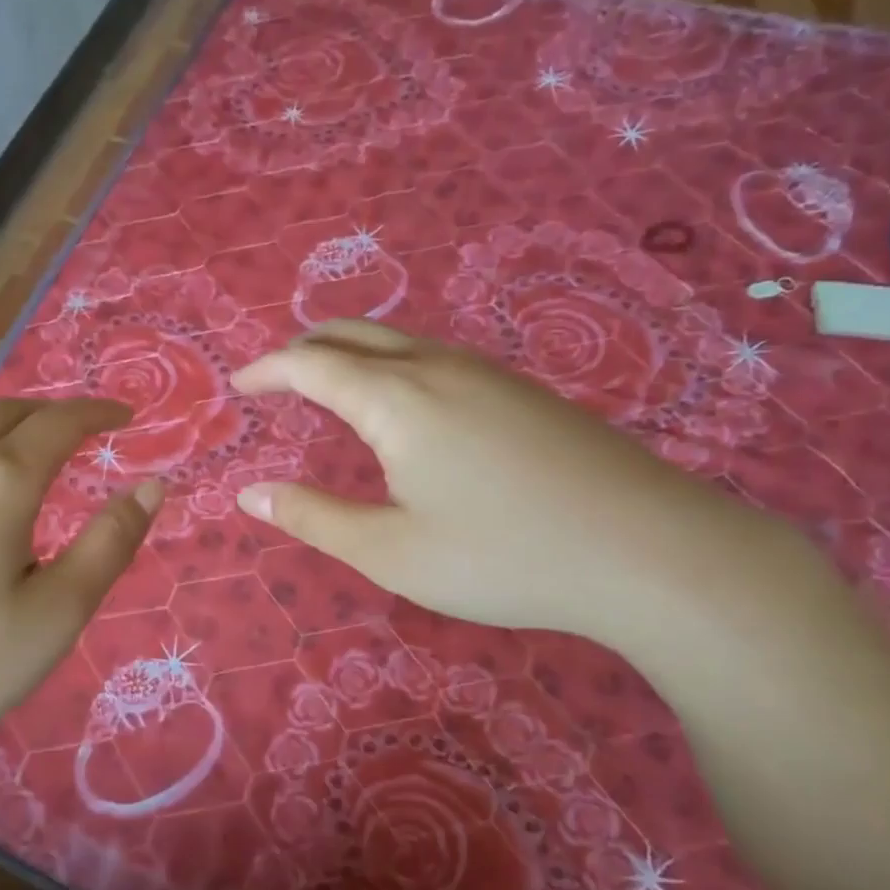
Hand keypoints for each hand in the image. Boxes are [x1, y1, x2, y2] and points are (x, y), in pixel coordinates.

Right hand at [231, 321, 779, 656]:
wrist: (649, 550)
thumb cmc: (504, 555)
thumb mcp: (391, 551)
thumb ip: (313, 518)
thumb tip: (249, 494)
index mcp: (396, 399)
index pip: (311, 364)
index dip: (267, 370)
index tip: (240, 386)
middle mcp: (437, 366)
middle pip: (352, 334)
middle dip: (303, 350)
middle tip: (275, 381)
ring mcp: (487, 372)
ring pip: (398, 341)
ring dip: (350, 354)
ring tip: (328, 388)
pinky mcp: (522, 390)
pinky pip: (435, 357)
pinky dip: (391, 366)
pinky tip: (403, 406)